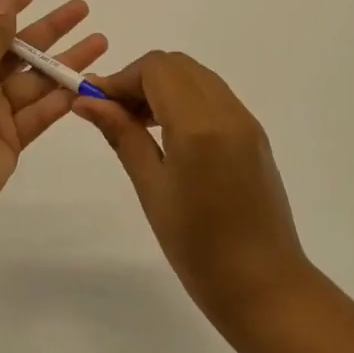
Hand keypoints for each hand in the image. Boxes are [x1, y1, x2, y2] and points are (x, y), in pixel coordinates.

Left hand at [0, 0, 106, 218]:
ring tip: (100, 41)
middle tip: (82, 9)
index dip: (5, 9)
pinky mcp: (11, 139)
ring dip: (66, 62)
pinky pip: (39, 112)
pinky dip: (61, 99)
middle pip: (17, 49)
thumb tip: (5, 5)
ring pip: (35, 80)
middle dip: (50, 29)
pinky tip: (87, 82)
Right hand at [74, 52, 309, 331]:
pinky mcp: (254, 133)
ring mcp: (245, 120)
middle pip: (176, 65)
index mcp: (199, 125)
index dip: (121, 77)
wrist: (265, 287)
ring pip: (196, 76)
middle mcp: (227, 111)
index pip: (156, 69)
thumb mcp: (152, 189)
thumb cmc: (199, 248)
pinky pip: (214, 95)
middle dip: (140, 78)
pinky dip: (185, 98)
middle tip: (115, 113)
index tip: (95, 102)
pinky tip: (169, 133)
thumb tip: (87, 101)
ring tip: (138, 124)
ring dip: (163, 86)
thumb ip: (122, 135)